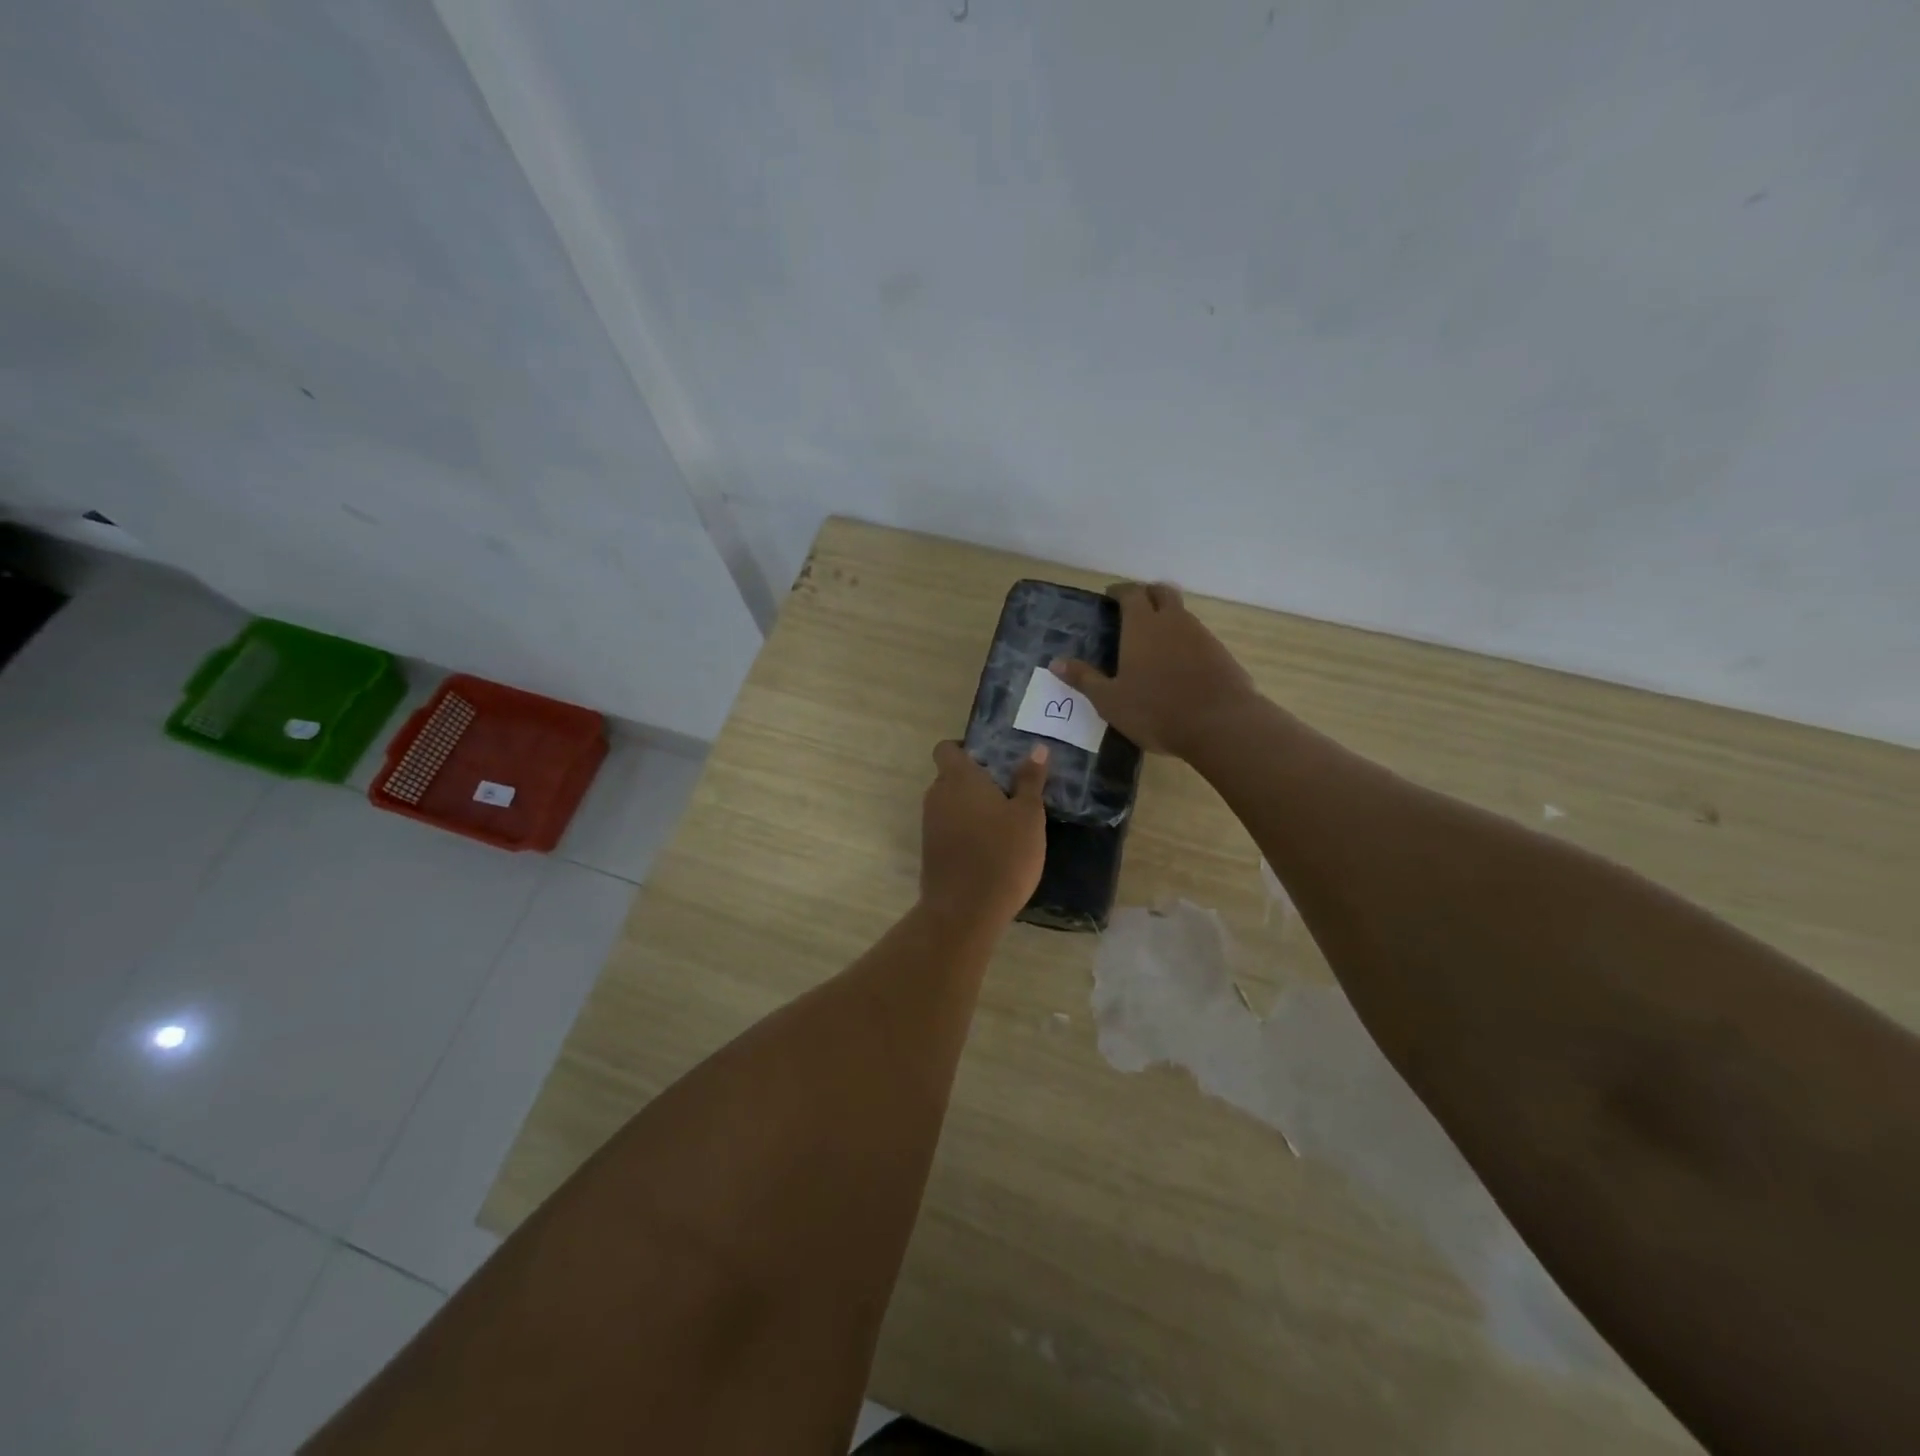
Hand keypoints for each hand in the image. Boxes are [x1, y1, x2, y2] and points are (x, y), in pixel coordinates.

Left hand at [920, 740, 1048, 926]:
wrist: (965, 910)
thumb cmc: (1003, 854)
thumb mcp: (1028, 816)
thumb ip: (1030, 780)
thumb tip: (1038, 749)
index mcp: (959, 778)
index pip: (947, 748)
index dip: (965, 749)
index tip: (993, 761)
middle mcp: (937, 795)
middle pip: (950, 776)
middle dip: (975, 781)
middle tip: (1009, 793)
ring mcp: (930, 825)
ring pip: (950, 804)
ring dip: (971, 808)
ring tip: (1005, 822)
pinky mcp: (930, 851)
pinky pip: (948, 828)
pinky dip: (965, 831)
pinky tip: (991, 848)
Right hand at [1052, 582, 1259, 758]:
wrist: (1220, 724)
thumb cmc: (1156, 710)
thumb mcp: (1110, 700)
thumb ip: (1084, 679)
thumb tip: (1056, 662)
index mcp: (1142, 626)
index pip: (1131, 593)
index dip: (1120, 591)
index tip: (1111, 596)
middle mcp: (1173, 621)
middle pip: (1162, 592)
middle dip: (1147, 594)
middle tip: (1134, 608)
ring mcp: (1201, 635)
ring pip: (1182, 614)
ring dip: (1167, 617)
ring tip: (1154, 640)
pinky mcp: (1221, 653)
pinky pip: (1198, 636)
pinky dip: (1185, 640)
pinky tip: (1178, 664)